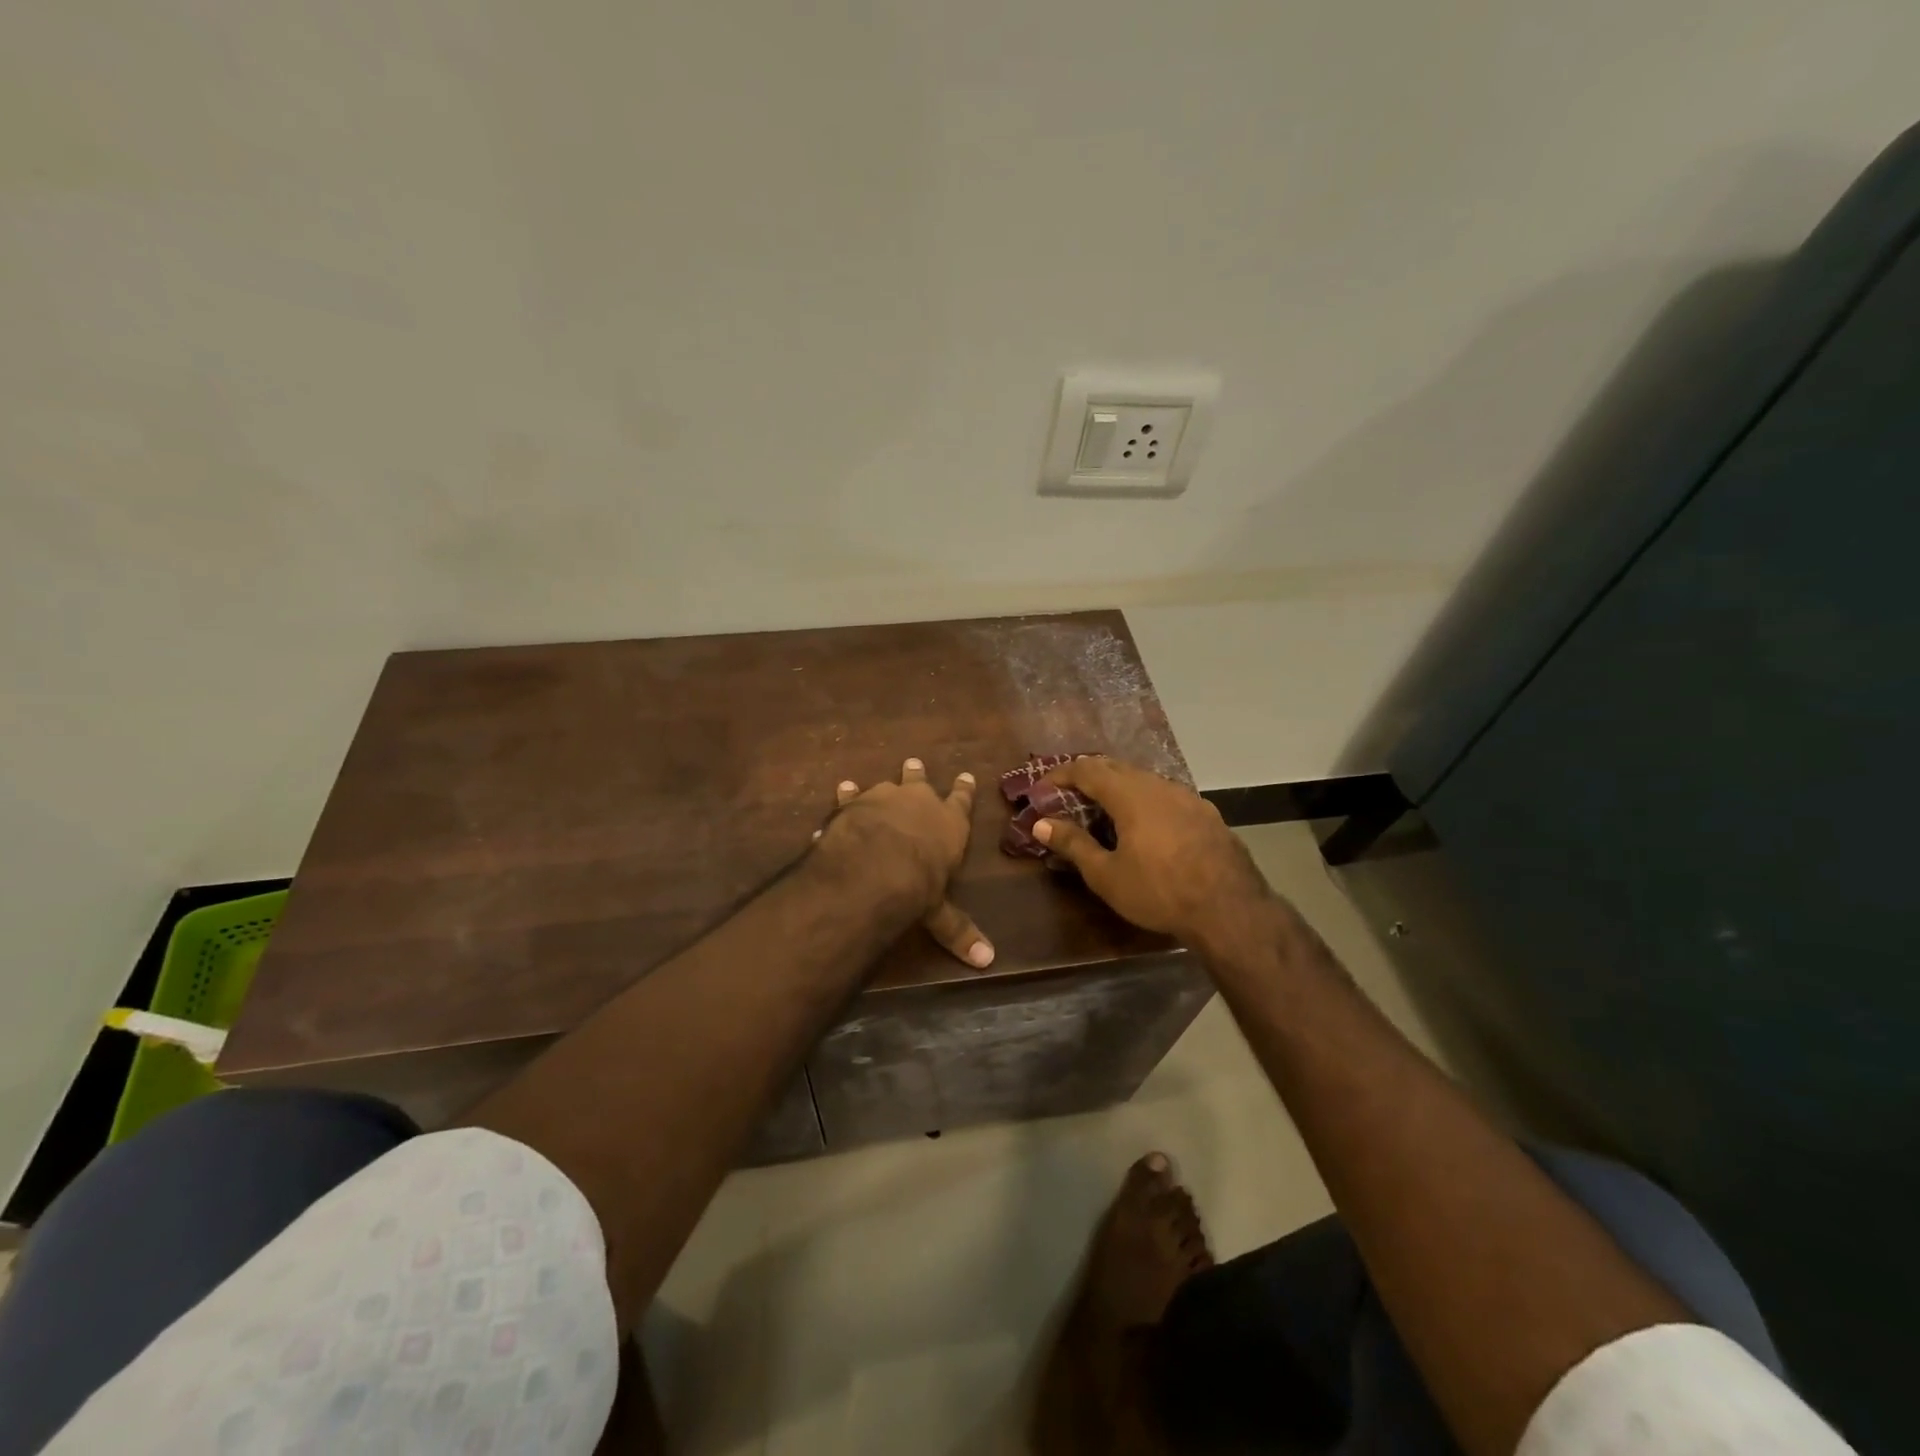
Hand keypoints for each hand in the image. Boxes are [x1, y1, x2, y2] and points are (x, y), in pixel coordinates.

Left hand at [815, 758, 993, 967]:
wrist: (875, 867)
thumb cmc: (919, 887)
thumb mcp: (940, 914)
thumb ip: (958, 931)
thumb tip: (987, 961)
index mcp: (949, 824)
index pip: (962, 801)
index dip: (964, 790)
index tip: (967, 776)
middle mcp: (920, 802)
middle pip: (922, 782)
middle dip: (918, 774)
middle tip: (915, 763)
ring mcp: (885, 797)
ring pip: (887, 784)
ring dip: (886, 783)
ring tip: (882, 776)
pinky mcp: (855, 803)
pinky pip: (852, 795)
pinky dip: (848, 794)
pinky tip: (843, 788)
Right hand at [1033, 757, 1274, 945]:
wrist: (1230, 909)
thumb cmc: (1160, 892)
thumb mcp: (1107, 874)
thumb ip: (1073, 844)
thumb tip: (1041, 824)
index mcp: (1130, 794)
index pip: (1086, 769)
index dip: (1060, 775)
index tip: (1041, 789)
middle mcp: (1159, 785)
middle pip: (1116, 768)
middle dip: (1087, 777)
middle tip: (1067, 796)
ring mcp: (1187, 797)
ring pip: (1144, 780)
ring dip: (1118, 788)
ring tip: (1103, 810)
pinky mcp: (1206, 813)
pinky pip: (1166, 796)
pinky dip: (1144, 801)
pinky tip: (1145, 826)